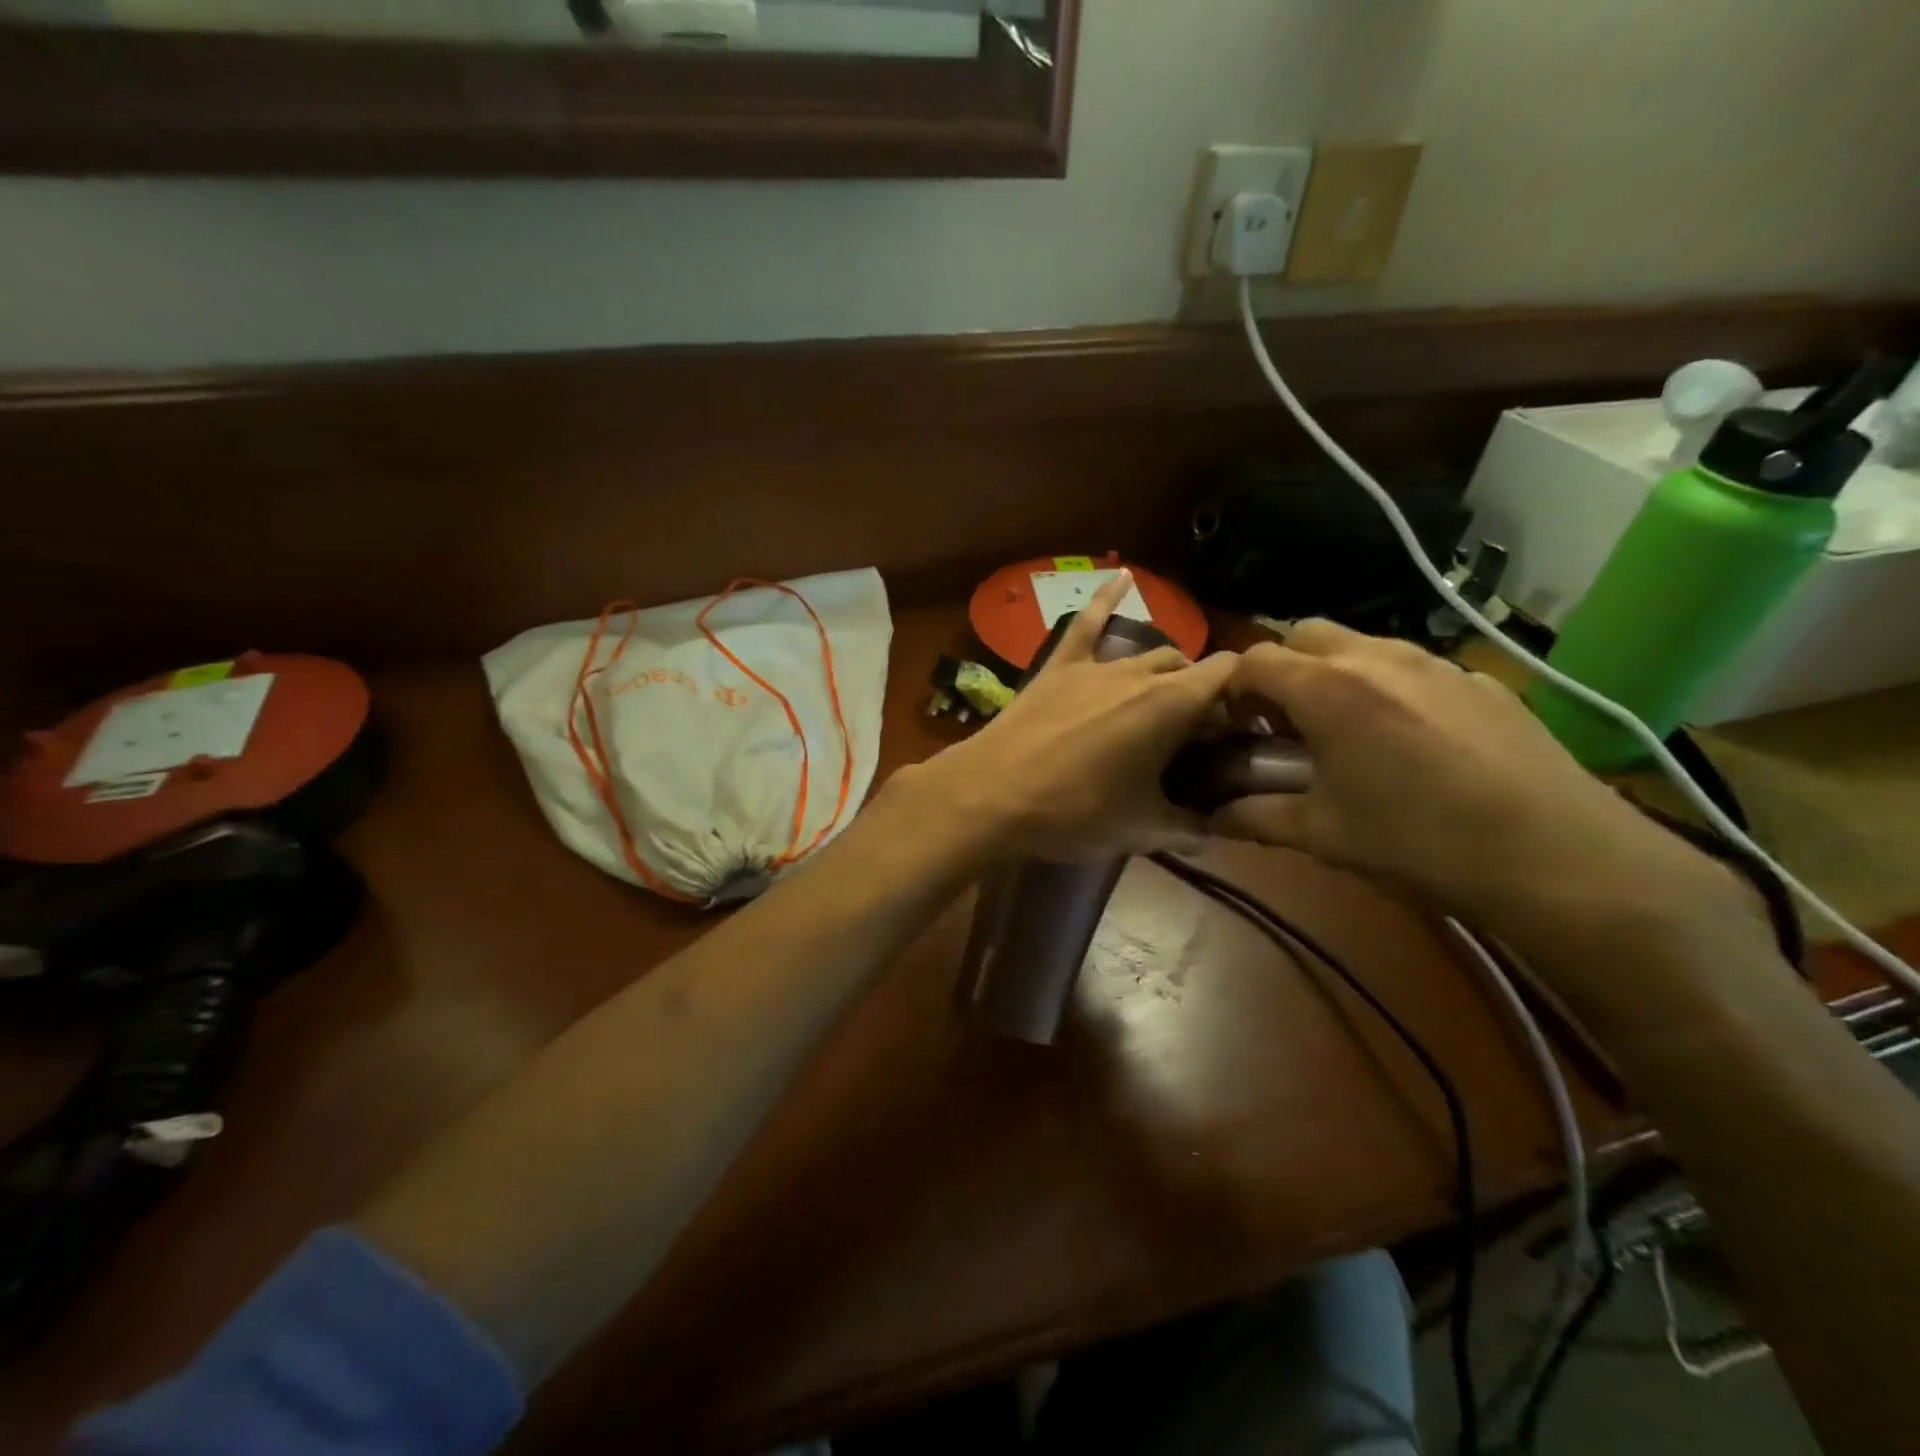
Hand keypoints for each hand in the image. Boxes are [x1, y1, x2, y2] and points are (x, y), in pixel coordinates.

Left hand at [914, 573, 1238, 861]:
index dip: (1243, 696)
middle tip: (1193, 736)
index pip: (1230, 675)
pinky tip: (1121, 574)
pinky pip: (1086, 623)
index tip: (1240, 728)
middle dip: (1199, 693)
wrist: (992, 795)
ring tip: (1160, 701)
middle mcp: (1140, 672)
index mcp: (1172, 704)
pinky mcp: (1058, 665)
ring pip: (1145, 653)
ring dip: (1162, 671)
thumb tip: (1211, 831)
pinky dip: (1107, 599)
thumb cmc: (1074, 812)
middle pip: (1187, 667)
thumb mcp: (1141, 829)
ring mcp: (1096, 664)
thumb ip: (1187, 827)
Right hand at [1209, 621, 1754, 946]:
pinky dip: (1387, 684)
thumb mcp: (1323, 835)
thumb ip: (1253, 817)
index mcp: (1328, 689)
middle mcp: (1376, 657)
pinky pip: (1412, 664)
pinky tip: (1409, 739)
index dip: (1232, 688)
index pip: (1253, 660)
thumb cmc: (1420, 843)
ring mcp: (1434, 662)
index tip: (1232, 726)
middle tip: (1284, 722)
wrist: (1559, 857)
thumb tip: (1206, 817)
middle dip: (1281, 668)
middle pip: (1304, 634)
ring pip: (1360, 643)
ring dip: (1333, 672)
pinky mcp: (1478, 679)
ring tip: (1344, 729)